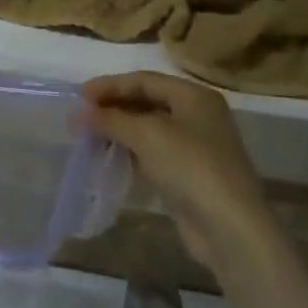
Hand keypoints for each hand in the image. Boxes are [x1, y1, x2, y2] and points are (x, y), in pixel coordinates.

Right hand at [80, 72, 275, 270]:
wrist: (230, 228)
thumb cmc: (190, 166)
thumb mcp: (147, 135)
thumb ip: (110, 120)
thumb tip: (78, 115)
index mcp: (194, 96)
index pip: (144, 80)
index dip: (110, 85)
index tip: (79, 96)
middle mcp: (198, 116)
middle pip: (147, 102)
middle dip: (113, 108)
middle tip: (82, 117)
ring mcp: (196, 147)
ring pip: (149, 130)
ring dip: (120, 131)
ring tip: (90, 137)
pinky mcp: (190, 175)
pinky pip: (154, 154)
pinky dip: (132, 152)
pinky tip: (111, 157)